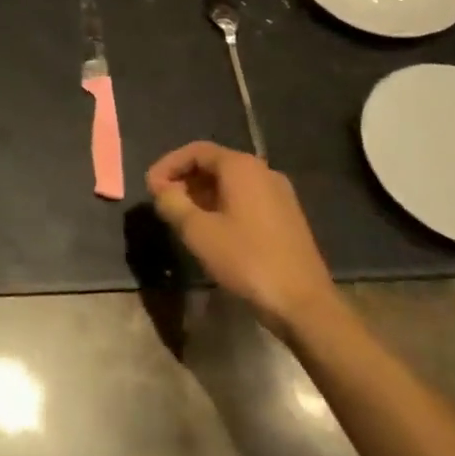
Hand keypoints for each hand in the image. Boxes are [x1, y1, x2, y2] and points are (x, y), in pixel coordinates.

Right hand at [146, 142, 337, 331]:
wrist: (303, 304)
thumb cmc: (246, 260)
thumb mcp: (198, 232)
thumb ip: (172, 203)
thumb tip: (161, 189)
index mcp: (241, 167)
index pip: (196, 151)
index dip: (168, 165)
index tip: (150, 187)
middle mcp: (263, 172)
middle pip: (214, 164)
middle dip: (184, 179)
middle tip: (163, 202)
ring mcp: (279, 194)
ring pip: (231, 183)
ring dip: (202, 194)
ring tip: (182, 217)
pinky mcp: (286, 217)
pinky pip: (246, 199)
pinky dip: (222, 205)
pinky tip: (212, 230)